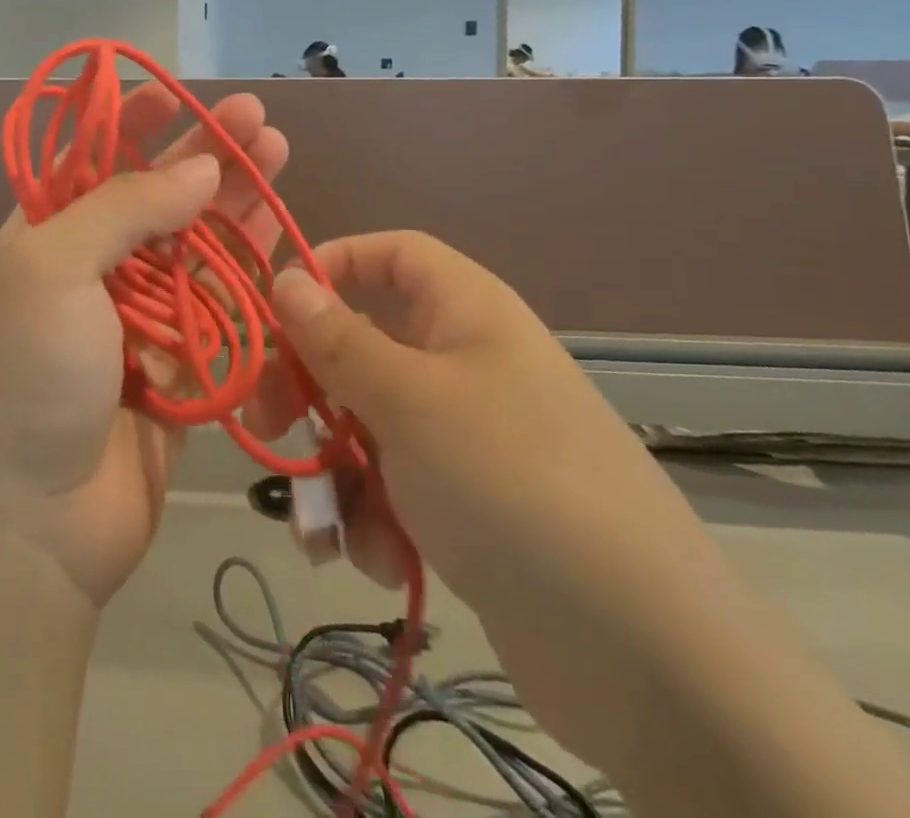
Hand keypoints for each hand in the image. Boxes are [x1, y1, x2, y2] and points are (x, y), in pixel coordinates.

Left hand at [0, 85, 290, 608]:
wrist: (33, 525)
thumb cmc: (30, 378)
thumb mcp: (53, 270)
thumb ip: (124, 208)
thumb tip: (197, 168)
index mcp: (48, 238)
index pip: (93, 161)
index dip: (133, 123)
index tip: (179, 93)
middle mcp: (93, 270)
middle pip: (157, 196)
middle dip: (205, 155)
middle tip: (258, 119)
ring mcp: (139, 318)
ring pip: (196, 245)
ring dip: (235, 202)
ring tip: (278, 156)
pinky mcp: (181, 364)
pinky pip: (221, 305)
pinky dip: (249, 270)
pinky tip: (280, 235)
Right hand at [244, 232, 739, 776]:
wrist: (642, 655)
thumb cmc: (508, 480)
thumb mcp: (407, 400)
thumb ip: (336, 339)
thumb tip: (284, 278)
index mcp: (464, 311)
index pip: (391, 254)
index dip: (333, 265)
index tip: (277, 306)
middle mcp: (465, 362)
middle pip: (364, 344)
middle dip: (311, 387)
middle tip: (267, 423)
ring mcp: (468, 437)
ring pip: (370, 426)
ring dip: (340, 474)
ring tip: (336, 528)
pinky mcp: (469, 506)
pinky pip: (397, 488)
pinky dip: (379, 521)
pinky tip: (389, 562)